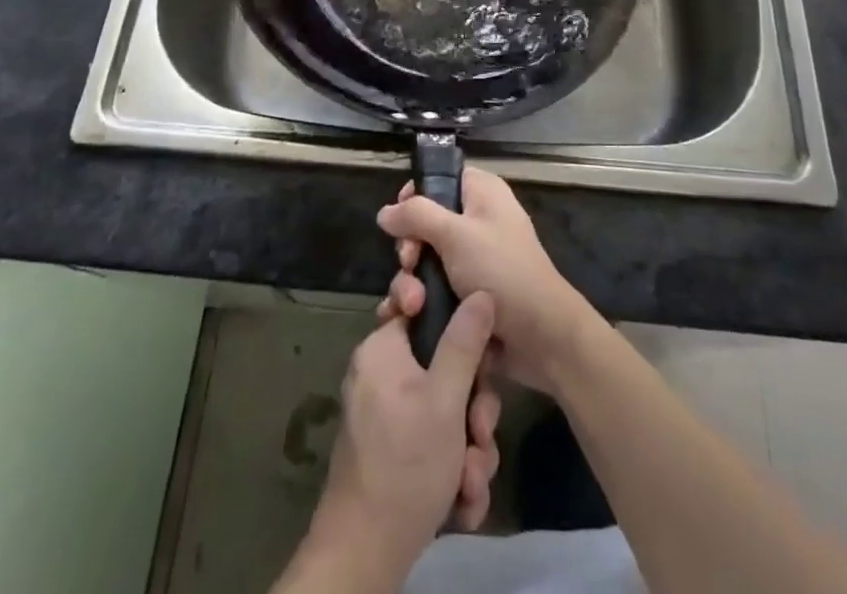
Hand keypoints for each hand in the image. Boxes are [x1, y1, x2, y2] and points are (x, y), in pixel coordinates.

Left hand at [303, 294, 501, 586]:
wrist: (365, 556)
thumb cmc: (405, 463)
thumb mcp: (445, 399)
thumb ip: (464, 342)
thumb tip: (480, 291)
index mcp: (383, 348)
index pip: (422, 307)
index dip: (455, 324)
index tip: (478, 351)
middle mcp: (382, 374)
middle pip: (444, 366)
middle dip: (473, 409)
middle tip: (480, 434)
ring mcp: (387, 415)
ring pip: (446, 411)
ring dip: (468, 449)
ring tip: (470, 482)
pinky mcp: (395, 452)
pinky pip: (434, 441)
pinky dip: (452, 470)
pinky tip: (462, 501)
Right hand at [377, 167, 594, 393]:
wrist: (541, 338)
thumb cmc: (501, 271)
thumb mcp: (456, 234)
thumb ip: (416, 216)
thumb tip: (385, 212)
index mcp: (482, 194)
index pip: (440, 179)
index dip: (415, 196)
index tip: (400, 219)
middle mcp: (476, 222)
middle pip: (425, 223)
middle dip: (410, 248)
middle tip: (409, 264)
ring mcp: (471, 262)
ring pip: (425, 262)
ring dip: (411, 283)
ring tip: (411, 306)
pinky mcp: (466, 296)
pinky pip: (432, 291)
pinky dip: (416, 303)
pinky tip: (400, 319)